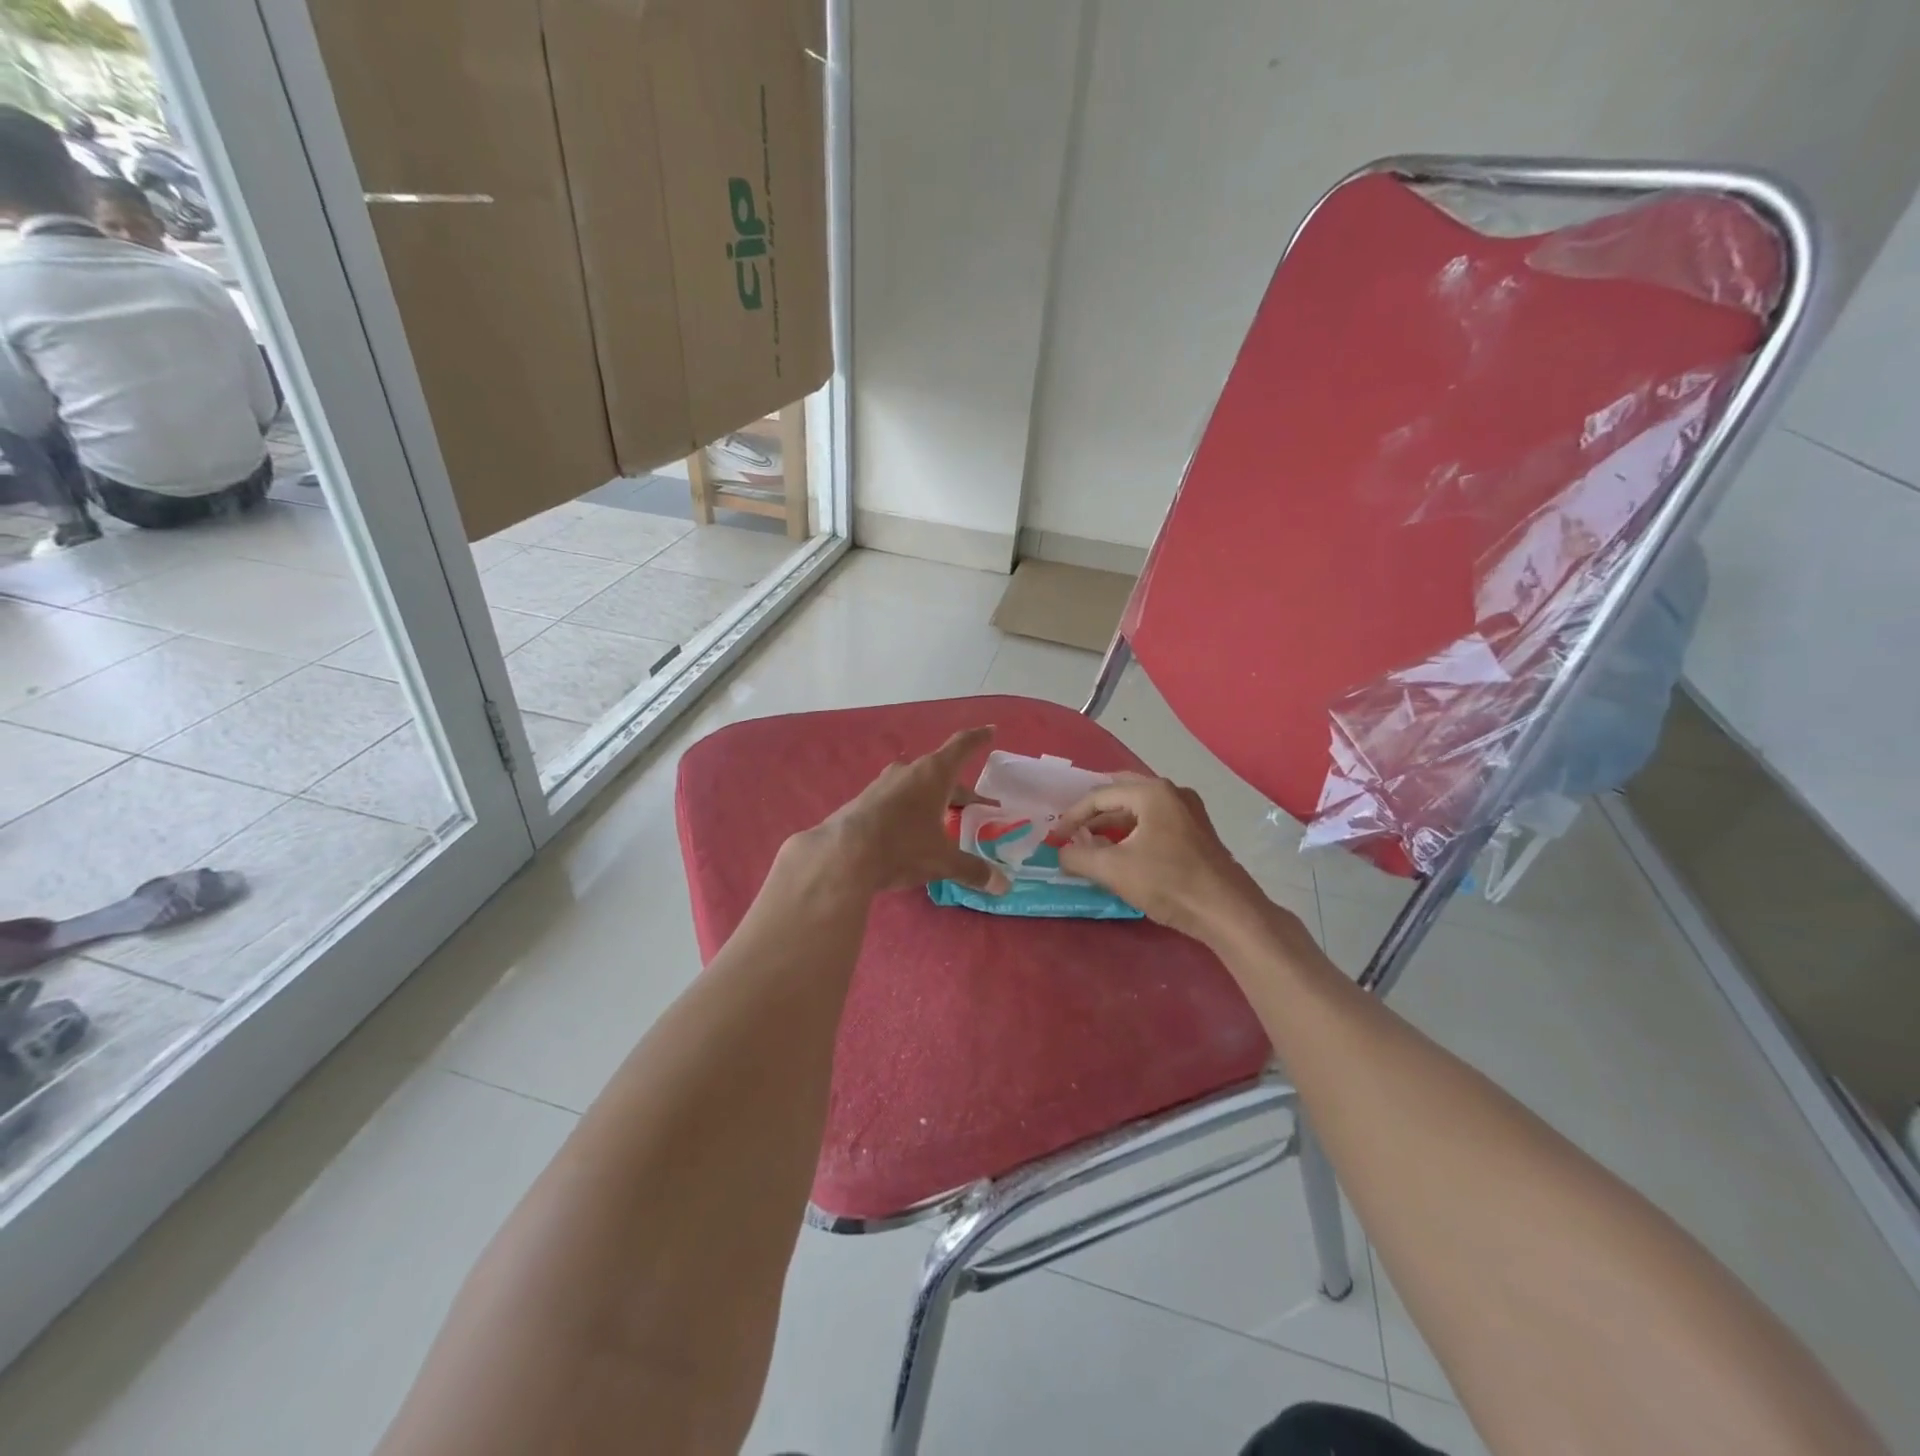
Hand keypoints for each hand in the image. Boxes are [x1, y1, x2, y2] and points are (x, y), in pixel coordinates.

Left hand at [806, 728, 1009, 896]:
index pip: (962, 746)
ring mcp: (883, 784)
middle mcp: (909, 771)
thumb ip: (972, 869)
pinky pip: (898, 799)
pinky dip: (912, 809)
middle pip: (942, 773)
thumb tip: (1002, 885)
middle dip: (961, 790)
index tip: (991, 731)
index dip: (978, 738)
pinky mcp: (864, 801)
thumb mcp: (942, 860)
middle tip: (978, 807)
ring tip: (945, 820)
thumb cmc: (902, 847)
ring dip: (934, 799)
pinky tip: (913, 832)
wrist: (841, 855)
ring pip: (918, 786)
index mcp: (933, 774)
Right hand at [1055, 775, 1271, 943]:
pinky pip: (1155, 821)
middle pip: (1121, 793)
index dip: (1073, 816)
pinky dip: (1133, 831)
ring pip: (1140, 808)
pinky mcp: (1197, 831)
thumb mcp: (1113, 869)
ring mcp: (1189, 811)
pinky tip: (1123, 851)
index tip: (1056, 837)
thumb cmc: (1168, 882)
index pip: (1100, 795)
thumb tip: (1061, 852)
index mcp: (1152, 792)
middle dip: (1094, 812)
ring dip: (1113, 823)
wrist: (1227, 911)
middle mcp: (1172, 792)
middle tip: (1072, 829)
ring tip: (1092, 842)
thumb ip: (1078, 857)